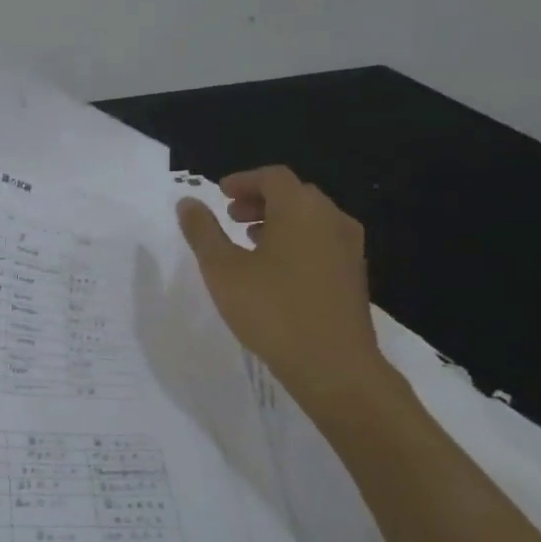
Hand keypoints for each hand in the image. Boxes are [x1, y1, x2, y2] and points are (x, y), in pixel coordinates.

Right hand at [176, 166, 389, 415]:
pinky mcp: (353, 275)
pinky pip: (321, 242)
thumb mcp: (222, 270)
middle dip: (260, 200)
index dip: (243, 181)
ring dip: (278, 221)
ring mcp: (348, 248)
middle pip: (295, 194)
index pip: (273, 177)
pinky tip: (275, 270)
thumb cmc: (272, 310)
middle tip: (231, 216)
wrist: (333, 365)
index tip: (220, 194)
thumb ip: (203, 232)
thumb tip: (188, 201)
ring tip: (249, 241)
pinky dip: (296, 241)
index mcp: (300, 209)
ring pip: (310, 219)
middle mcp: (331, 219)